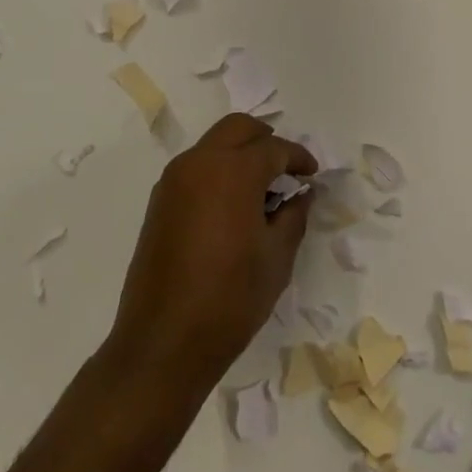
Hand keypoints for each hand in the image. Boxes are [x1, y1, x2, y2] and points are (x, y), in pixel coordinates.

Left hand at [104, 115, 316, 405]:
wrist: (164, 342)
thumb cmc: (231, 298)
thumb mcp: (277, 257)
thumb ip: (294, 215)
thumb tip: (302, 194)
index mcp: (232, 171)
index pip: (274, 148)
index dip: (299, 158)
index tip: (312, 175)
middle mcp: (198, 164)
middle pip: (238, 129)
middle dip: (266, 140)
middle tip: (286, 168)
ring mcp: (173, 182)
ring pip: (213, 145)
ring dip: (240, 154)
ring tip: (262, 191)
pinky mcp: (159, 203)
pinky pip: (195, 169)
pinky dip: (219, 172)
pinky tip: (234, 207)